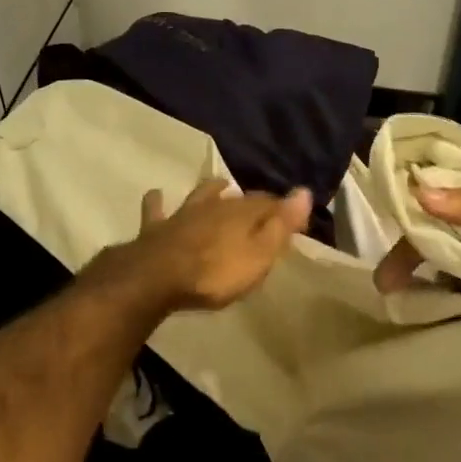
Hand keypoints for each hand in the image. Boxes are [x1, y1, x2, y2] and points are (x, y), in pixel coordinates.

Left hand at [111, 178, 312, 311]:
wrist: (157, 277)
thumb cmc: (215, 273)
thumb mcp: (258, 255)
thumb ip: (281, 225)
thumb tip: (304, 191)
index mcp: (242, 214)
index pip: (269, 204)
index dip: (285, 210)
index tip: (297, 220)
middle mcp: (214, 207)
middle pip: (236, 199)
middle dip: (250, 200)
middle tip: (260, 205)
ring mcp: (183, 215)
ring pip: (201, 196)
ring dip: (211, 191)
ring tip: (219, 185)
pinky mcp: (157, 228)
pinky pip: (157, 210)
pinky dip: (158, 202)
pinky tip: (156, 195)